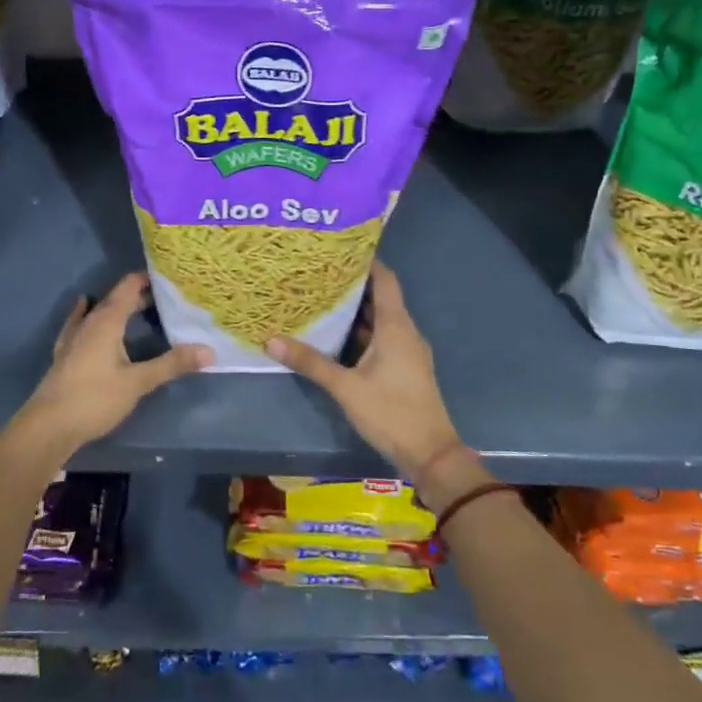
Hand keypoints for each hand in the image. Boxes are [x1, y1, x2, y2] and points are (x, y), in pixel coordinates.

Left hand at [19, 273, 211, 453]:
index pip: (128, 288)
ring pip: (98, 311)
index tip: (169, 277)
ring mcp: (73, 338)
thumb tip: (209, 351)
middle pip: (115, 299)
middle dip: (138, 295)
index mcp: (107, 322)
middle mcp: (89, 323)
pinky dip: (89, 314)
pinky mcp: (65, 353)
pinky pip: (80, 323)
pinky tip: (85, 309)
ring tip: (136, 307)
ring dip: (117, 306)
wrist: (49, 426)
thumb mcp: (138, 382)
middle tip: (165, 298)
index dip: (146, 279)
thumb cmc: (95, 399)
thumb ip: (172, 364)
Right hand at [266, 261, 460, 479]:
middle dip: (352, 284)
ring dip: (356, 309)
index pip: (385, 279)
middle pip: (380, 296)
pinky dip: (361, 331)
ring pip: (380, 319)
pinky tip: (337, 335)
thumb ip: (311, 363)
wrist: (430, 454)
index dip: (365, 261)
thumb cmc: (391, 413)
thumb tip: (271, 340)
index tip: (338, 248)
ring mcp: (407, 350)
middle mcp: (404, 331)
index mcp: (396, 326)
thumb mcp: (346, 388)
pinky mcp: (404, 367)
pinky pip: (382, 337)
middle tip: (319, 272)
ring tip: (322, 297)